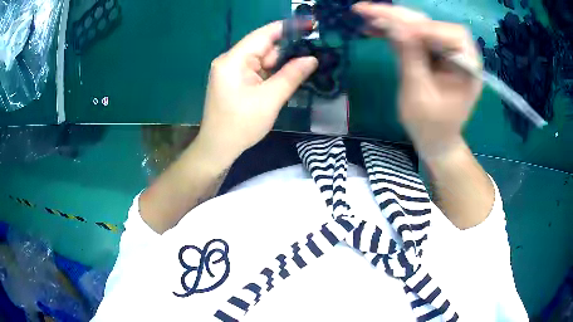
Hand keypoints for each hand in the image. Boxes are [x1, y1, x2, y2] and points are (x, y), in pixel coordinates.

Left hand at [196, 21, 317, 165]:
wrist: (218, 148)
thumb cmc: (241, 125)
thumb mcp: (270, 99)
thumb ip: (291, 75)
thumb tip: (312, 58)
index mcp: (233, 60)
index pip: (263, 35)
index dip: (287, 28)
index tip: (309, 26)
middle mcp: (230, 60)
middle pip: (263, 47)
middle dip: (287, 51)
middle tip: (314, 53)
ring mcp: (231, 71)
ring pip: (262, 60)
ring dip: (281, 64)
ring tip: (306, 66)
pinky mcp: (234, 81)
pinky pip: (257, 70)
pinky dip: (272, 73)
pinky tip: (288, 77)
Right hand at [353, 3, 482, 158]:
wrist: (435, 139)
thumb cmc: (431, 126)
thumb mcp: (419, 96)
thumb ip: (410, 60)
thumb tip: (396, 28)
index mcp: (468, 67)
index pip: (452, 35)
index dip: (426, 28)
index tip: (397, 28)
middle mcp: (459, 54)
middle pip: (431, 25)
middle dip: (399, 16)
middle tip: (366, 9)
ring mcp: (444, 51)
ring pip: (418, 26)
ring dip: (391, 19)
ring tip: (364, 14)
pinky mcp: (431, 52)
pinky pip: (412, 35)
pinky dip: (393, 30)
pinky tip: (373, 28)